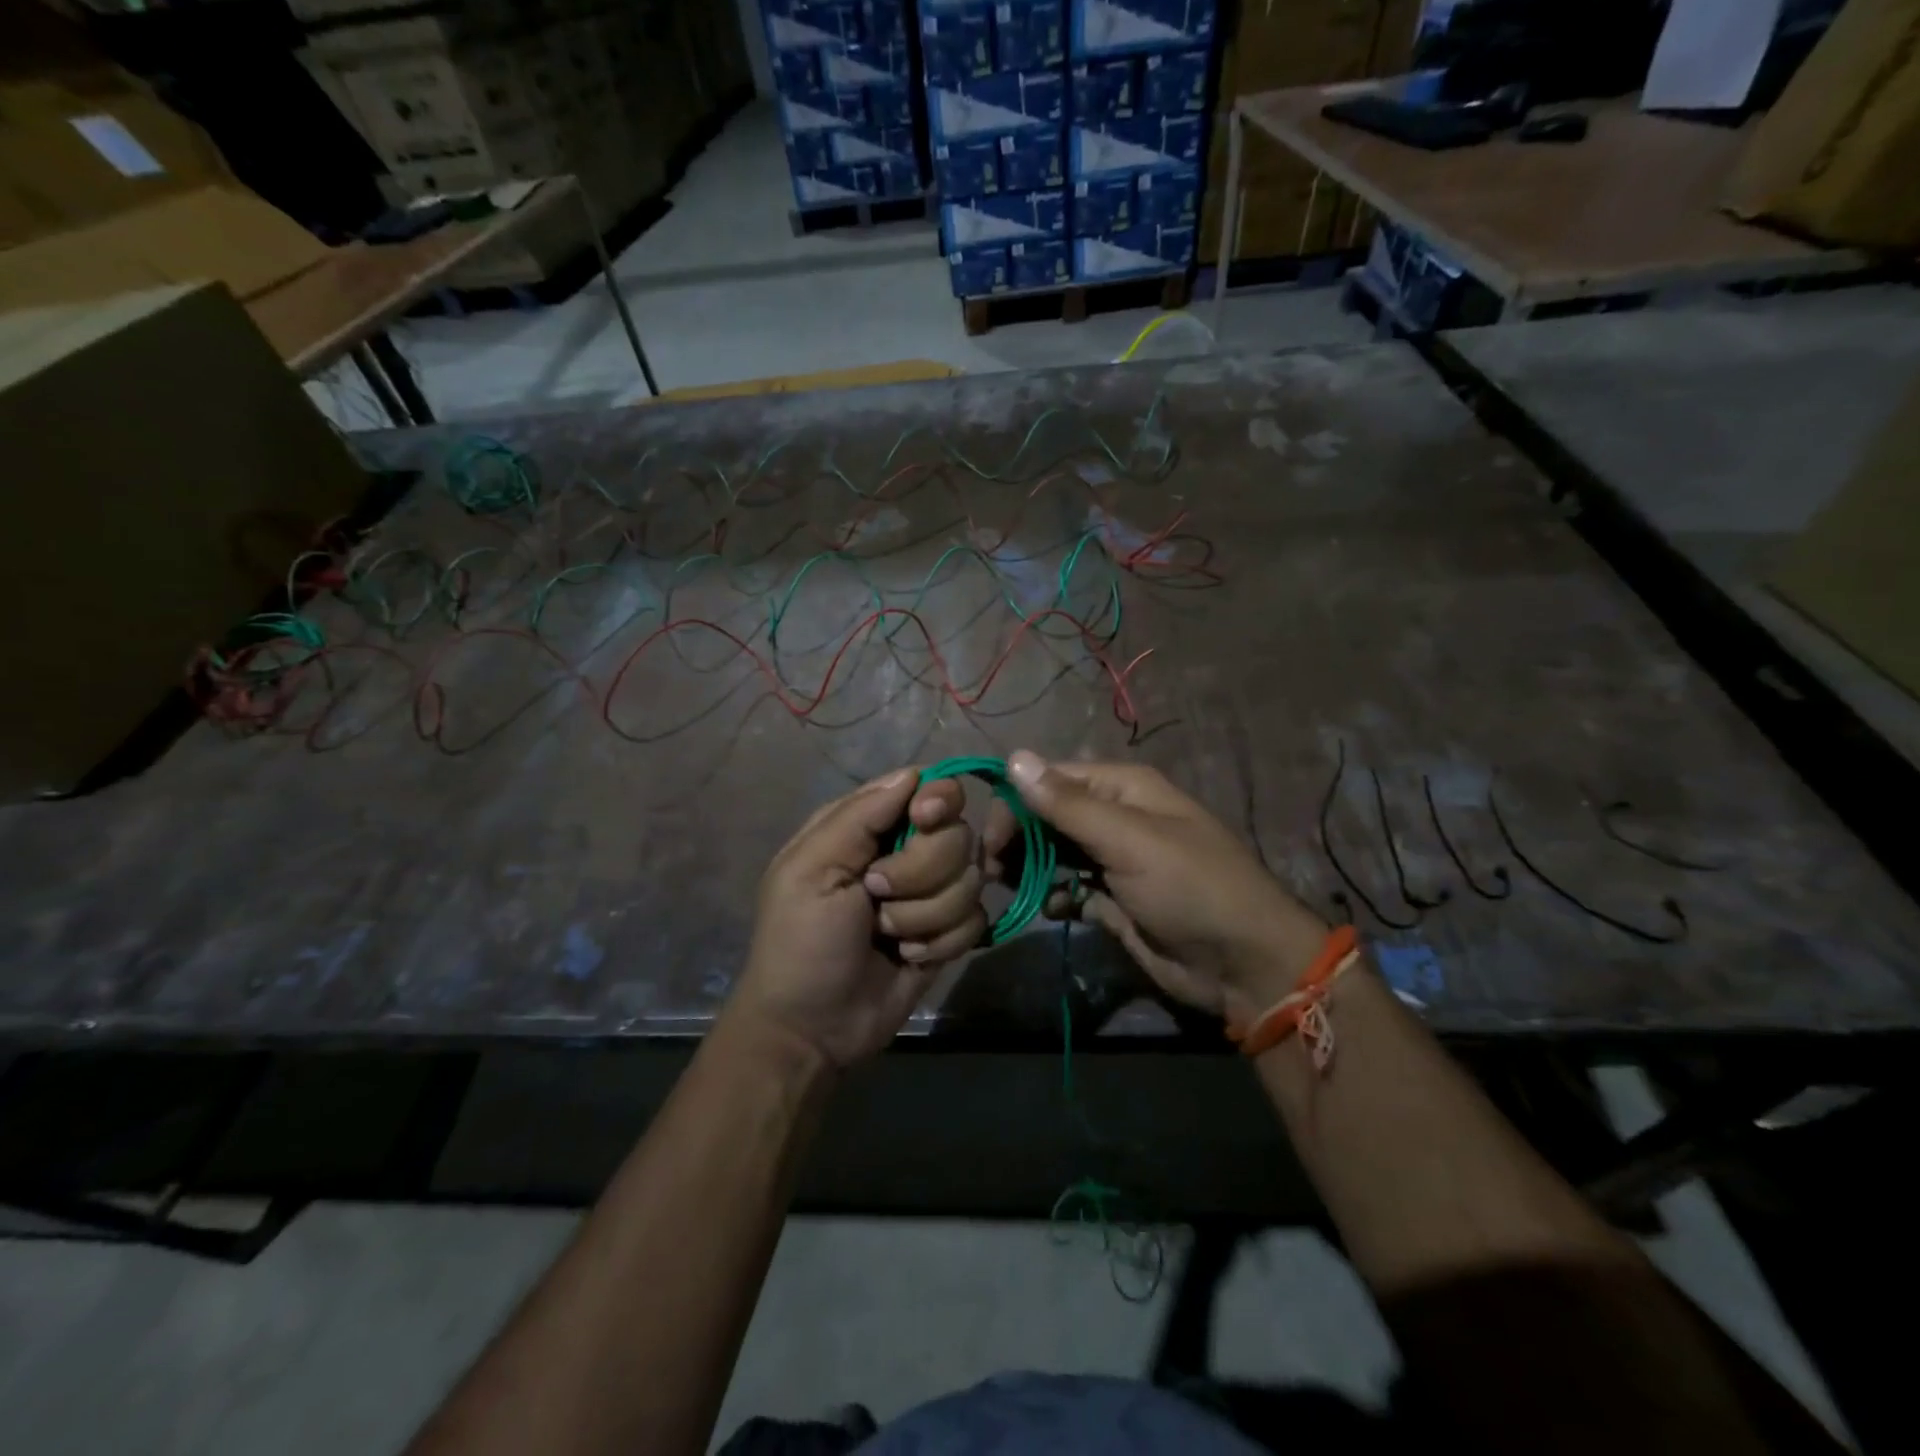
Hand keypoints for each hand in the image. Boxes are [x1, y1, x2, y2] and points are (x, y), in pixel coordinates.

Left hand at [731, 768, 985, 1069]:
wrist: (812, 1028)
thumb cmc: (800, 941)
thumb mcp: (811, 870)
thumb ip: (860, 815)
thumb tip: (914, 773)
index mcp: (868, 827)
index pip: (928, 789)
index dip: (937, 801)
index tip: (924, 822)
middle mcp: (906, 852)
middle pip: (957, 834)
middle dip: (921, 872)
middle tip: (878, 896)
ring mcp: (931, 894)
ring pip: (971, 880)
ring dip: (926, 915)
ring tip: (887, 936)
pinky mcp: (949, 933)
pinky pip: (976, 920)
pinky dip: (941, 942)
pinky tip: (908, 958)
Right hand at [988, 751, 1328, 1023]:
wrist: (1243, 963)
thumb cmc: (1189, 888)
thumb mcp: (1129, 840)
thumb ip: (1069, 804)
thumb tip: (1014, 757)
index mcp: (1123, 789)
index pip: (1052, 779)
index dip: (1016, 803)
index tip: (989, 840)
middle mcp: (1116, 817)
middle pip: (1049, 815)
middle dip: (1018, 837)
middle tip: (992, 870)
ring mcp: (1114, 860)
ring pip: (1055, 852)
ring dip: (1031, 867)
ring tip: (1010, 888)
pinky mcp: (1114, 899)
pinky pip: (1071, 888)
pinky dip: (1056, 896)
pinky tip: (1055, 909)